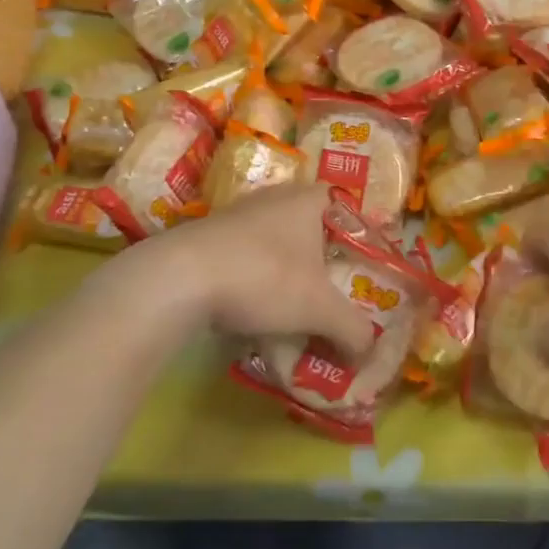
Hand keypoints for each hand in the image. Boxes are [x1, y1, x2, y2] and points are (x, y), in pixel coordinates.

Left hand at [103, 186, 375, 356]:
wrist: (179, 278)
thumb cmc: (265, 277)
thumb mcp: (320, 309)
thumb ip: (352, 329)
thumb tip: (369, 351)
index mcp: (308, 200)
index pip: (343, 205)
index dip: (356, 233)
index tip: (361, 266)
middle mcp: (274, 197)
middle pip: (309, 226)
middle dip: (320, 259)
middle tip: (331, 291)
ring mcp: (236, 214)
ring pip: (274, 241)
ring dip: (284, 270)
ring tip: (293, 306)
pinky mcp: (206, 236)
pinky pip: (243, 255)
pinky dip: (252, 278)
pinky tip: (251, 308)